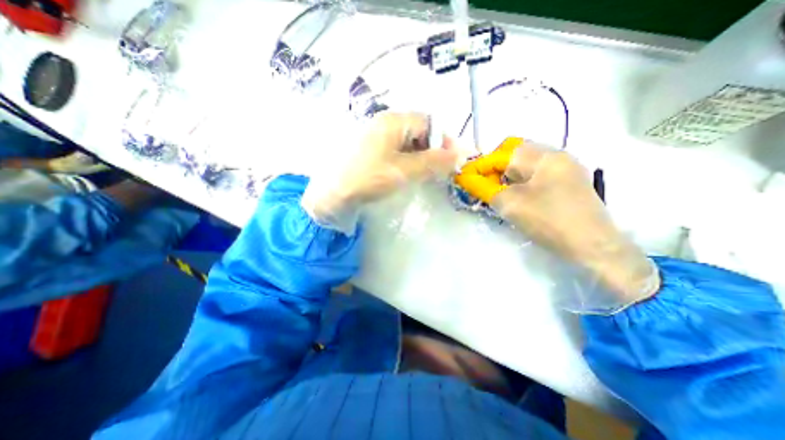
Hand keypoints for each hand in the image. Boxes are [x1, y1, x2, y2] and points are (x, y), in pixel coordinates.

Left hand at [301, 114, 460, 233]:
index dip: (444, 141)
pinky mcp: (371, 150)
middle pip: (419, 131)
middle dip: (433, 150)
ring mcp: (376, 136)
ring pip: (408, 142)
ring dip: (421, 157)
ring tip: (424, 175)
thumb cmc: (369, 179)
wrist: (332, 195)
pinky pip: (396, 150)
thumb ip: (433, 162)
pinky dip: (407, 161)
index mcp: (393, 121)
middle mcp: (384, 123)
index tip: (452, 161)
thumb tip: (460, 155)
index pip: (429, 123)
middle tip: (439, 171)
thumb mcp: (405, 171)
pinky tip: (407, 174)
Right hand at [461, 140, 657, 306]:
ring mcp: (564, 167)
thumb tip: (465, 177)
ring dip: (507, 174)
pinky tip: (518, 195)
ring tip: (500, 192)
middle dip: (494, 168)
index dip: (480, 166)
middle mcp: (555, 154)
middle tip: (485, 186)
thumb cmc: (548, 221)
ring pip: (525, 163)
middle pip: (514, 153)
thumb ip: (484, 188)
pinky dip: (520, 180)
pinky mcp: (568, 180)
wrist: (593, 247)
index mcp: (542, 156)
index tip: (465, 178)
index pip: (501, 154)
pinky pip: (536, 172)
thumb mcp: (510, 204)